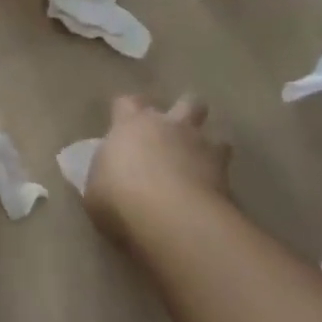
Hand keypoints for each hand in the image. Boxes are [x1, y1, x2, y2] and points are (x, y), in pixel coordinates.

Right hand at [85, 95, 231, 247]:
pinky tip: (211, 196)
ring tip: (201, 166)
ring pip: (216, 134)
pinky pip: (226, 171)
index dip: (127, 111)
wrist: (169, 219)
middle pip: (187, 102)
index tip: (123, 125)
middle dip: (185, 114)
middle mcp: (170, 126)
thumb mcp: (95, 189)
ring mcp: (201, 147)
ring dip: (209, 147)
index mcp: (131, 124)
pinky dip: (220, 180)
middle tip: (175, 134)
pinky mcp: (225, 174)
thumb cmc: (119, 199)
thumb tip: (110, 177)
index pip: (128, 102)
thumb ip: (106, 176)